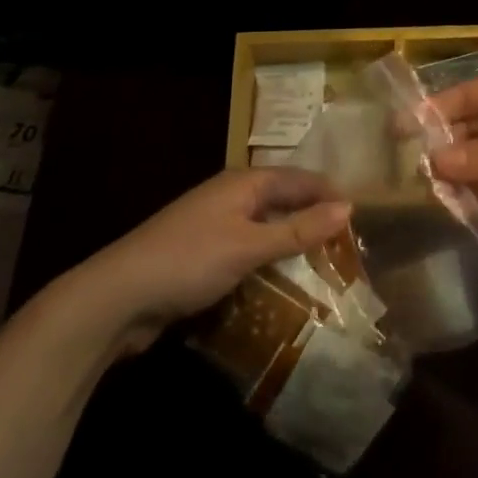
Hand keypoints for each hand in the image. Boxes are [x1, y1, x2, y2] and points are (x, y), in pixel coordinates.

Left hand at [51, 168, 350, 356]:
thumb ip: (299, 230)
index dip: (330, 194)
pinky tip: (283, 282)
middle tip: (348, 245)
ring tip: (325, 265)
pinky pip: (248, 250)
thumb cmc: (188, 260)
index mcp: (244, 182)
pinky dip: (269, 261)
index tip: (362, 217)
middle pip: (284, 200)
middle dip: (314, 218)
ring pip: (266, 227)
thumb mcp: (249, 246)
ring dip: (292, 242)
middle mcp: (231, 196)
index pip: (300, 179)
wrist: (116, 297)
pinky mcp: (202, 255)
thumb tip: (349, 207)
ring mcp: (214, 225)